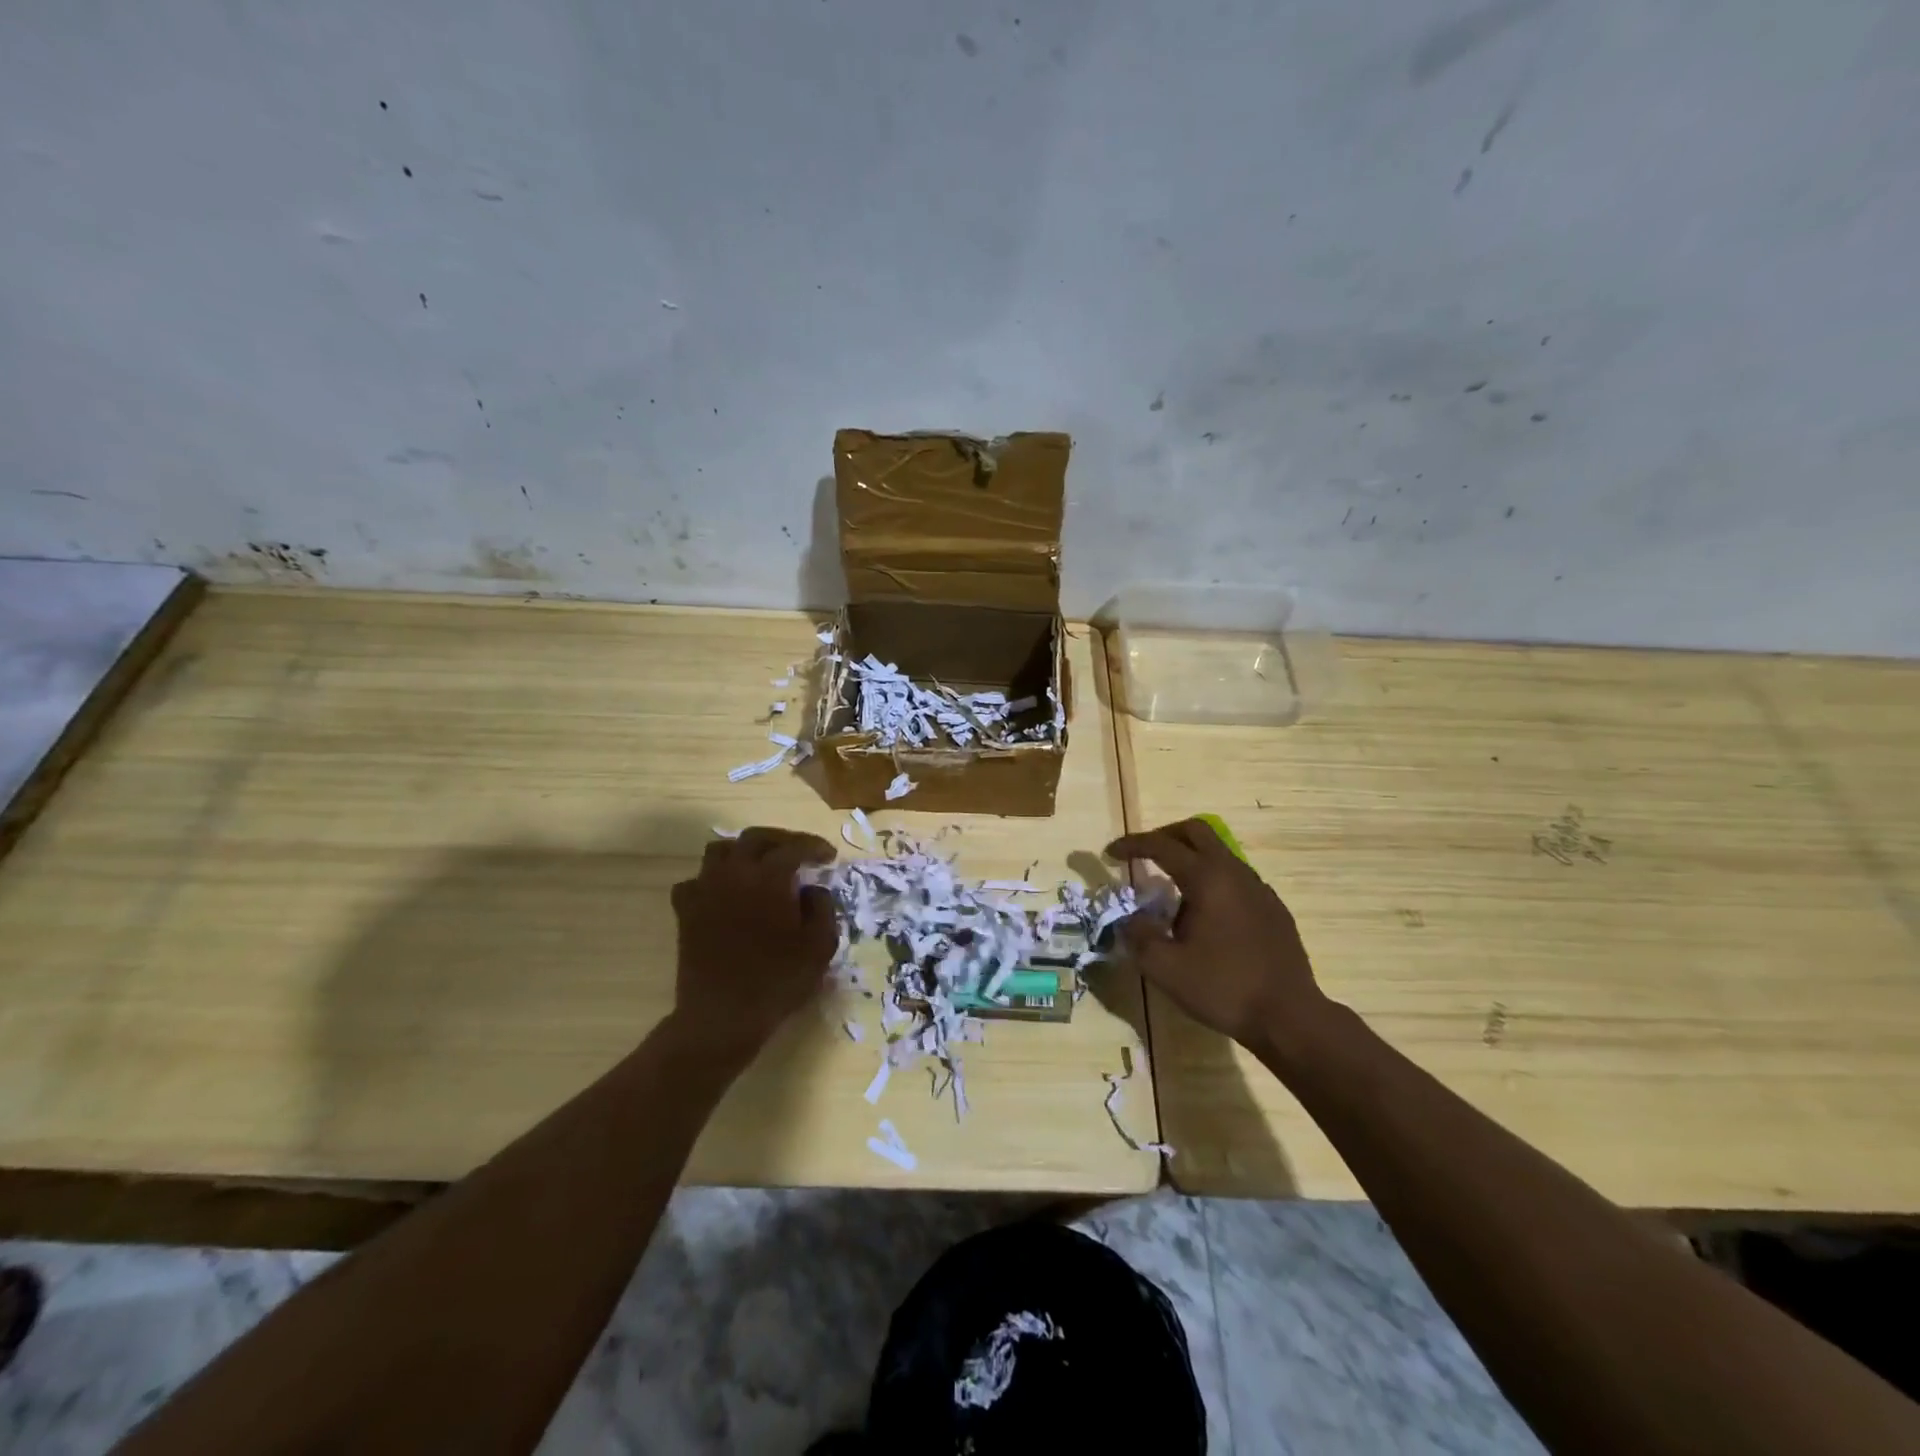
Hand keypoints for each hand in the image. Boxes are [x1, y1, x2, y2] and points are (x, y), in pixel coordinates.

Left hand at [669, 827, 839, 1064]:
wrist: (722, 1016)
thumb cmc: (777, 981)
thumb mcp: (820, 946)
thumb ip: (823, 907)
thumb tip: (811, 888)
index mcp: (769, 878)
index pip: (794, 847)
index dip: (814, 847)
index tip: (829, 857)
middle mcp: (734, 874)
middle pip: (755, 837)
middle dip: (781, 839)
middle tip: (799, 851)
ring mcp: (705, 890)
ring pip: (720, 850)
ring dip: (744, 851)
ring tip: (760, 865)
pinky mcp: (686, 911)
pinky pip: (696, 880)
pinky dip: (712, 878)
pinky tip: (725, 893)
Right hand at [1106, 818, 1334, 1057]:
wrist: (1290, 1017)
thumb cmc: (1224, 988)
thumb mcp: (1165, 968)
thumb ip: (1139, 936)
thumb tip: (1129, 919)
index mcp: (1207, 879)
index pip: (1162, 846)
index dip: (1133, 845)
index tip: (1110, 853)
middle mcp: (1235, 873)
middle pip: (1196, 831)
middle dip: (1165, 836)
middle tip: (1143, 856)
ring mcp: (1259, 889)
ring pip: (1219, 853)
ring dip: (1190, 859)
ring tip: (1171, 893)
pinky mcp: (1273, 908)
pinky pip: (1235, 878)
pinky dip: (1211, 880)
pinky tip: (1205, 916)